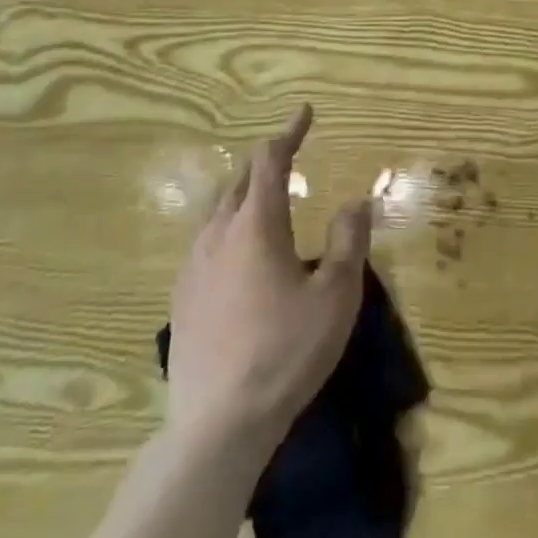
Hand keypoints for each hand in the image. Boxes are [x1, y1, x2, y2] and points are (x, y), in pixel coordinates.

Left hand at [166, 105, 371, 449]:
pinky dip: (229, 228)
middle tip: (289, 155)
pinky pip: (207, 243)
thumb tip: (356, 202)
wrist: (217, 424)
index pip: (270, 160)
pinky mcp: (181, 298)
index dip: (289, 132)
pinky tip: (238, 254)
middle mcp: (219, 234)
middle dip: (266, 162)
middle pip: (240, 181)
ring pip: (220, 211)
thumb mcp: (335, 296)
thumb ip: (348, 242)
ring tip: (266, 200)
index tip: (305, 113)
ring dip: (245, 195)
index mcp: (256, 225)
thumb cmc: (285, 352)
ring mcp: (194, 266)